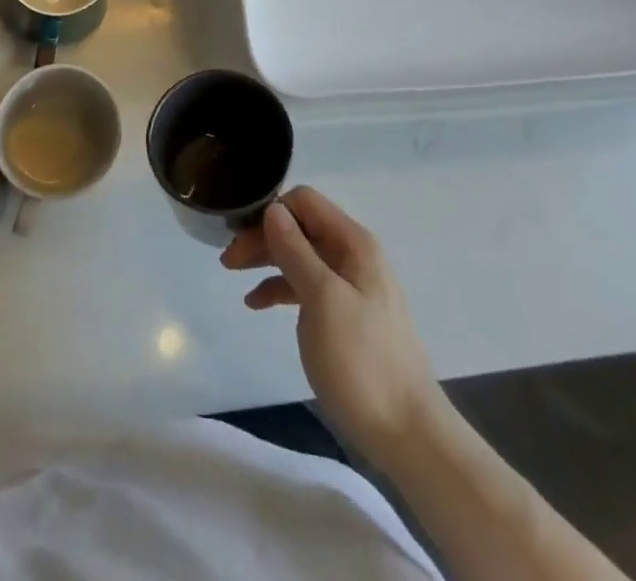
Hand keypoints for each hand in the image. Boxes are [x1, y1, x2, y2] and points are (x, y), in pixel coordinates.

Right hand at [222, 186, 444, 460]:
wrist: (407, 433)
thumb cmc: (362, 360)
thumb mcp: (322, 298)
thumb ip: (295, 250)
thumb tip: (273, 209)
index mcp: (353, 243)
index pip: (305, 202)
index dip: (271, 211)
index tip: (240, 234)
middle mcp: (353, 256)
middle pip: (300, 228)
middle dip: (263, 237)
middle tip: (228, 260)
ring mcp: (350, 287)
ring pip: (300, 256)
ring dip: (267, 260)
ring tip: (233, 275)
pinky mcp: (345, 316)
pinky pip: (306, 286)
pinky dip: (279, 288)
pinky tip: (256, 303)